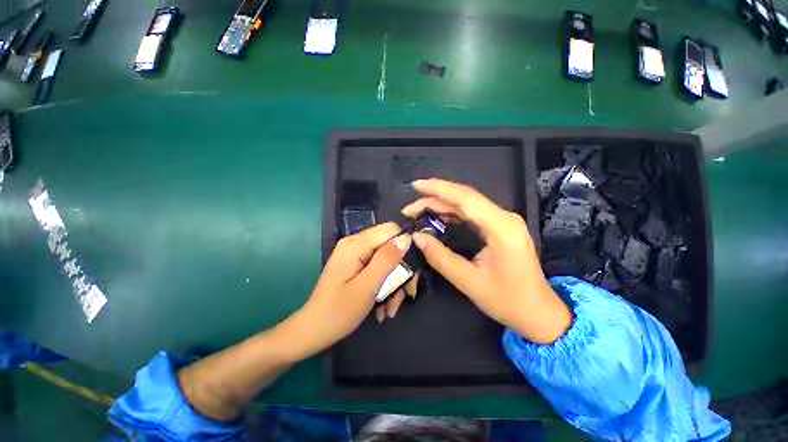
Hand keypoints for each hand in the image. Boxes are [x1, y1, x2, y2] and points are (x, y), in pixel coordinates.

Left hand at [292, 222, 411, 357]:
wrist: (314, 330)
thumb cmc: (339, 311)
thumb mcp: (368, 286)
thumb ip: (387, 259)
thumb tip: (406, 238)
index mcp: (355, 244)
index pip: (390, 230)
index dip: (405, 246)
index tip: (411, 270)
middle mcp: (355, 244)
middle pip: (390, 246)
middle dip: (400, 271)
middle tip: (406, 295)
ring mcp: (355, 255)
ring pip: (386, 260)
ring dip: (394, 283)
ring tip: (391, 308)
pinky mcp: (356, 265)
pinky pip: (378, 268)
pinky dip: (384, 286)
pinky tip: (383, 307)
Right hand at [402, 179, 571, 343]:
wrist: (538, 312)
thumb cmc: (507, 300)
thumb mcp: (468, 281)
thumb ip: (440, 257)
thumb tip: (417, 237)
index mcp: (501, 227)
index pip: (465, 198)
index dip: (438, 189)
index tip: (416, 186)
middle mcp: (504, 218)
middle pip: (464, 198)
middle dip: (434, 198)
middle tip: (409, 208)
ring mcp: (503, 221)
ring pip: (467, 204)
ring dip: (441, 205)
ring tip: (418, 211)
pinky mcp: (499, 227)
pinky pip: (472, 213)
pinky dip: (452, 213)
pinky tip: (437, 218)